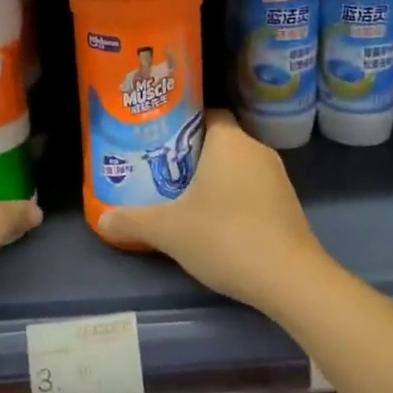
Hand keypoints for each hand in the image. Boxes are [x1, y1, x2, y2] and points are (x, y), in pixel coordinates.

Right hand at [97, 110, 329, 310]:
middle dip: (194, 156)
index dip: (184, 123)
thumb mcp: (169, 230)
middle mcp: (256, 150)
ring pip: (239, 167)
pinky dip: (236, 200)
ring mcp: (278, 178)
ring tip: (186, 200)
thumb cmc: (225, 237)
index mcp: (229, 141)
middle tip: (164, 173)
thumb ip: (133, 221)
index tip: (161, 141)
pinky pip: (255, 190)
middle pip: (221, 141)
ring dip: (217, 180)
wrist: (289, 279)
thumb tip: (102, 218)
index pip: (208, 113)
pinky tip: (218, 225)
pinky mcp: (289, 206)